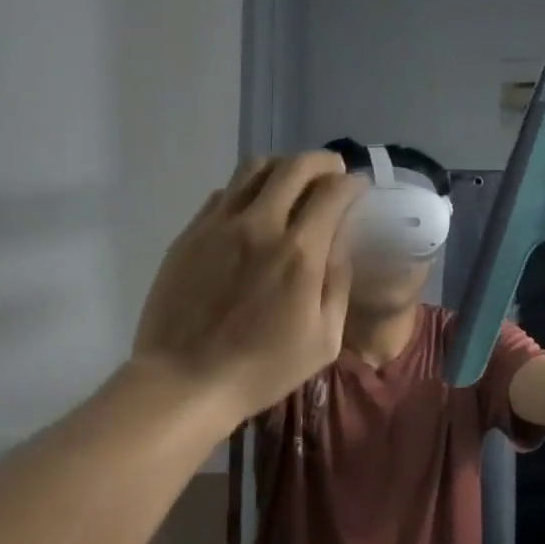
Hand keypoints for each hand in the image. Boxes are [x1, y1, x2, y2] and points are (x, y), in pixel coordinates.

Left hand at [132, 152, 366, 424]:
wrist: (184, 381)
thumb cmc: (262, 368)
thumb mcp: (324, 339)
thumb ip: (338, 281)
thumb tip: (341, 241)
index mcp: (299, 253)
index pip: (334, 192)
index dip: (353, 183)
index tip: (359, 187)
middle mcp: (261, 225)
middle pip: (296, 166)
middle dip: (323, 162)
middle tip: (333, 173)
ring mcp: (220, 224)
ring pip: (255, 167)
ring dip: (283, 167)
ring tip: (293, 182)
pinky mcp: (191, 232)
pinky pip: (225, 191)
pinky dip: (249, 189)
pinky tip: (254, 209)